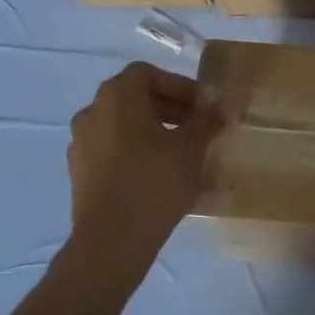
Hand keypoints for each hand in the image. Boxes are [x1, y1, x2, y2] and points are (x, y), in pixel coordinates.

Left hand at [67, 62, 234, 253]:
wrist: (112, 240)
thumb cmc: (154, 181)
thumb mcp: (191, 147)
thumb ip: (210, 120)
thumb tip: (234, 99)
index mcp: (117, 96)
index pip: (148, 74)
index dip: (179, 86)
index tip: (202, 108)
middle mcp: (92, 111)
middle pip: (134, 98)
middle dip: (169, 109)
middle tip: (198, 129)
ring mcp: (81, 143)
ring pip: (123, 126)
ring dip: (152, 132)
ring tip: (181, 154)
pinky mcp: (79, 173)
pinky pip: (112, 151)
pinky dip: (135, 153)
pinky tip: (158, 176)